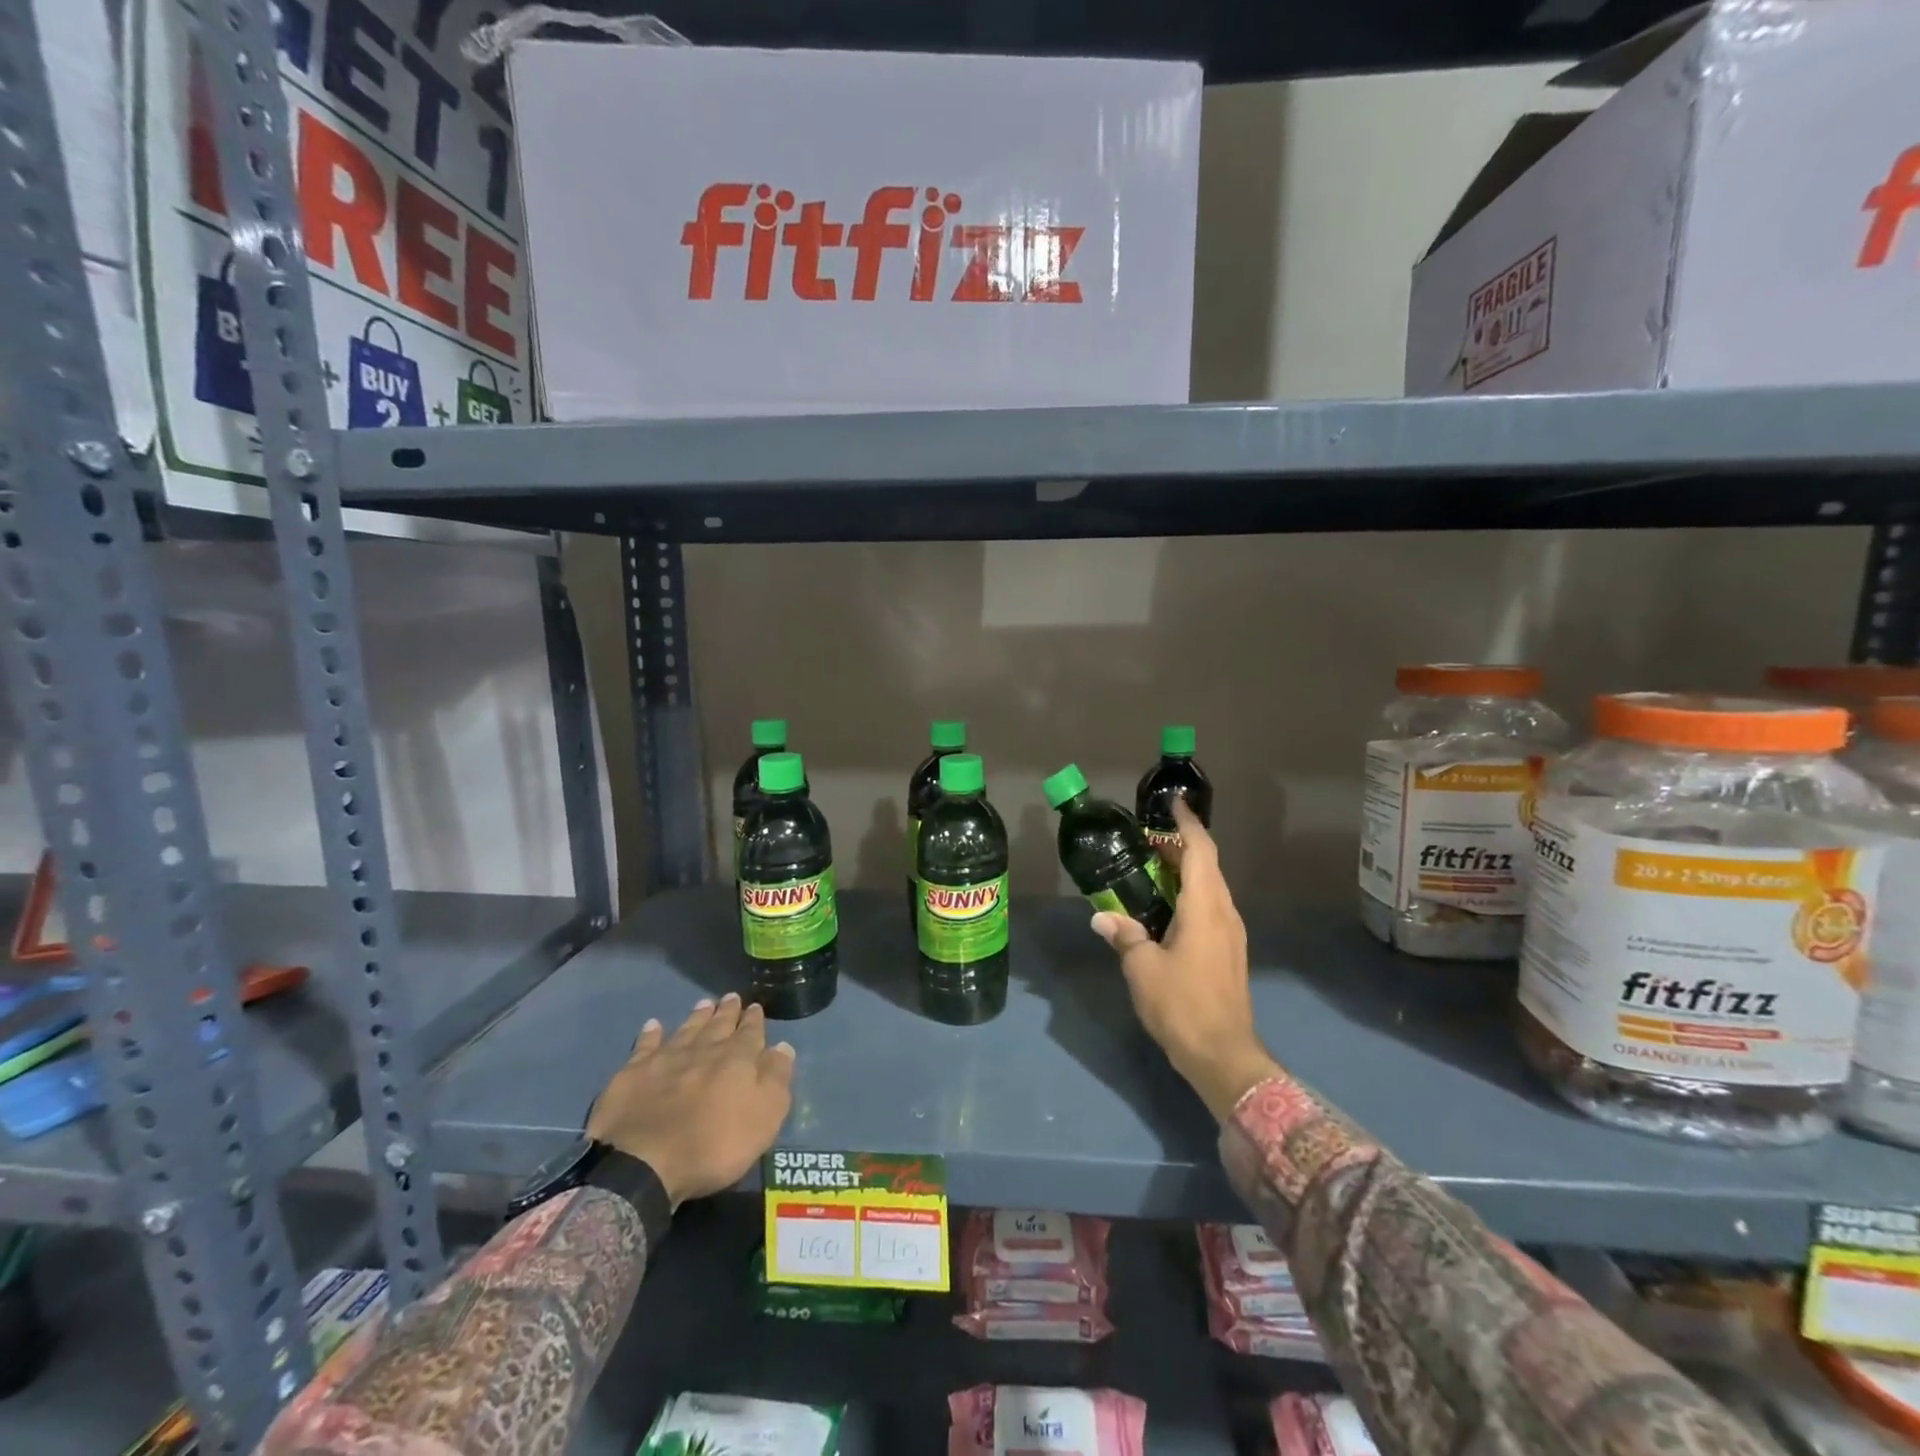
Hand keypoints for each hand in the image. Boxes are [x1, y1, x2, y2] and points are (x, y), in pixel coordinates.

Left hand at [585, 993, 794, 1206]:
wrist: (644, 1163)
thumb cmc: (714, 1145)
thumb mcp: (764, 1117)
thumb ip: (775, 1078)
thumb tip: (782, 1046)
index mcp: (737, 1059)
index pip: (750, 1032)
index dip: (754, 1020)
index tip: (755, 1007)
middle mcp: (703, 1050)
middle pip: (718, 1025)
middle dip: (727, 1011)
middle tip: (731, 996)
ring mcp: (666, 1058)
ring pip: (687, 1029)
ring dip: (697, 1016)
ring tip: (704, 1003)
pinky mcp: (633, 1073)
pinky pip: (645, 1046)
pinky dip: (651, 1034)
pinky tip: (653, 1025)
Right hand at [1091, 799, 1280, 1119]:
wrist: (1223, 1055)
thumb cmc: (1182, 1004)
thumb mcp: (1143, 968)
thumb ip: (1124, 935)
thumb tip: (1102, 917)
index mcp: (1206, 907)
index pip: (1201, 851)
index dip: (1187, 824)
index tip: (1173, 804)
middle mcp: (1225, 912)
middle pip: (1208, 865)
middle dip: (1181, 846)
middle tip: (1148, 838)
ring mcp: (1231, 933)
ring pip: (1211, 887)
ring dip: (1186, 871)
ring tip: (1152, 868)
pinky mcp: (1229, 951)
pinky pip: (1211, 907)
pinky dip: (1190, 894)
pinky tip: (1166, 907)